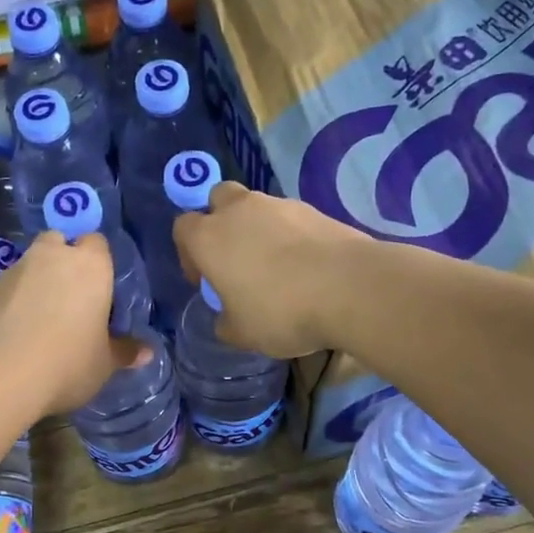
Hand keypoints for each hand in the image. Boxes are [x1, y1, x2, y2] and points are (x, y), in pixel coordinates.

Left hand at [0, 232, 150, 415]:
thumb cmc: (68, 362)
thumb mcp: (105, 363)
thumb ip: (124, 351)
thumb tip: (146, 352)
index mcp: (90, 265)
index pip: (97, 243)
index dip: (99, 262)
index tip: (101, 290)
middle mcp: (51, 256)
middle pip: (59, 242)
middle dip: (63, 260)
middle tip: (72, 298)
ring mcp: (15, 270)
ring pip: (31, 264)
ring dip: (37, 281)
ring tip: (43, 319)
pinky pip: (9, 288)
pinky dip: (15, 301)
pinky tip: (19, 331)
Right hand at [172, 183, 368, 358]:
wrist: (350, 287)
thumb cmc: (281, 311)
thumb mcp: (242, 334)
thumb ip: (225, 321)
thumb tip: (226, 317)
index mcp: (209, 238)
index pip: (183, 227)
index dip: (188, 253)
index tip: (204, 280)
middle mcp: (239, 211)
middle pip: (218, 199)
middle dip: (220, 221)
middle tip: (234, 258)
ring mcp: (280, 205)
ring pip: (257, 207)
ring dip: (258, 229)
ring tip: (277, 267)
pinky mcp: (314, 209)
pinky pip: (290, 219)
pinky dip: (291, 236)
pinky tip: (305, 267)